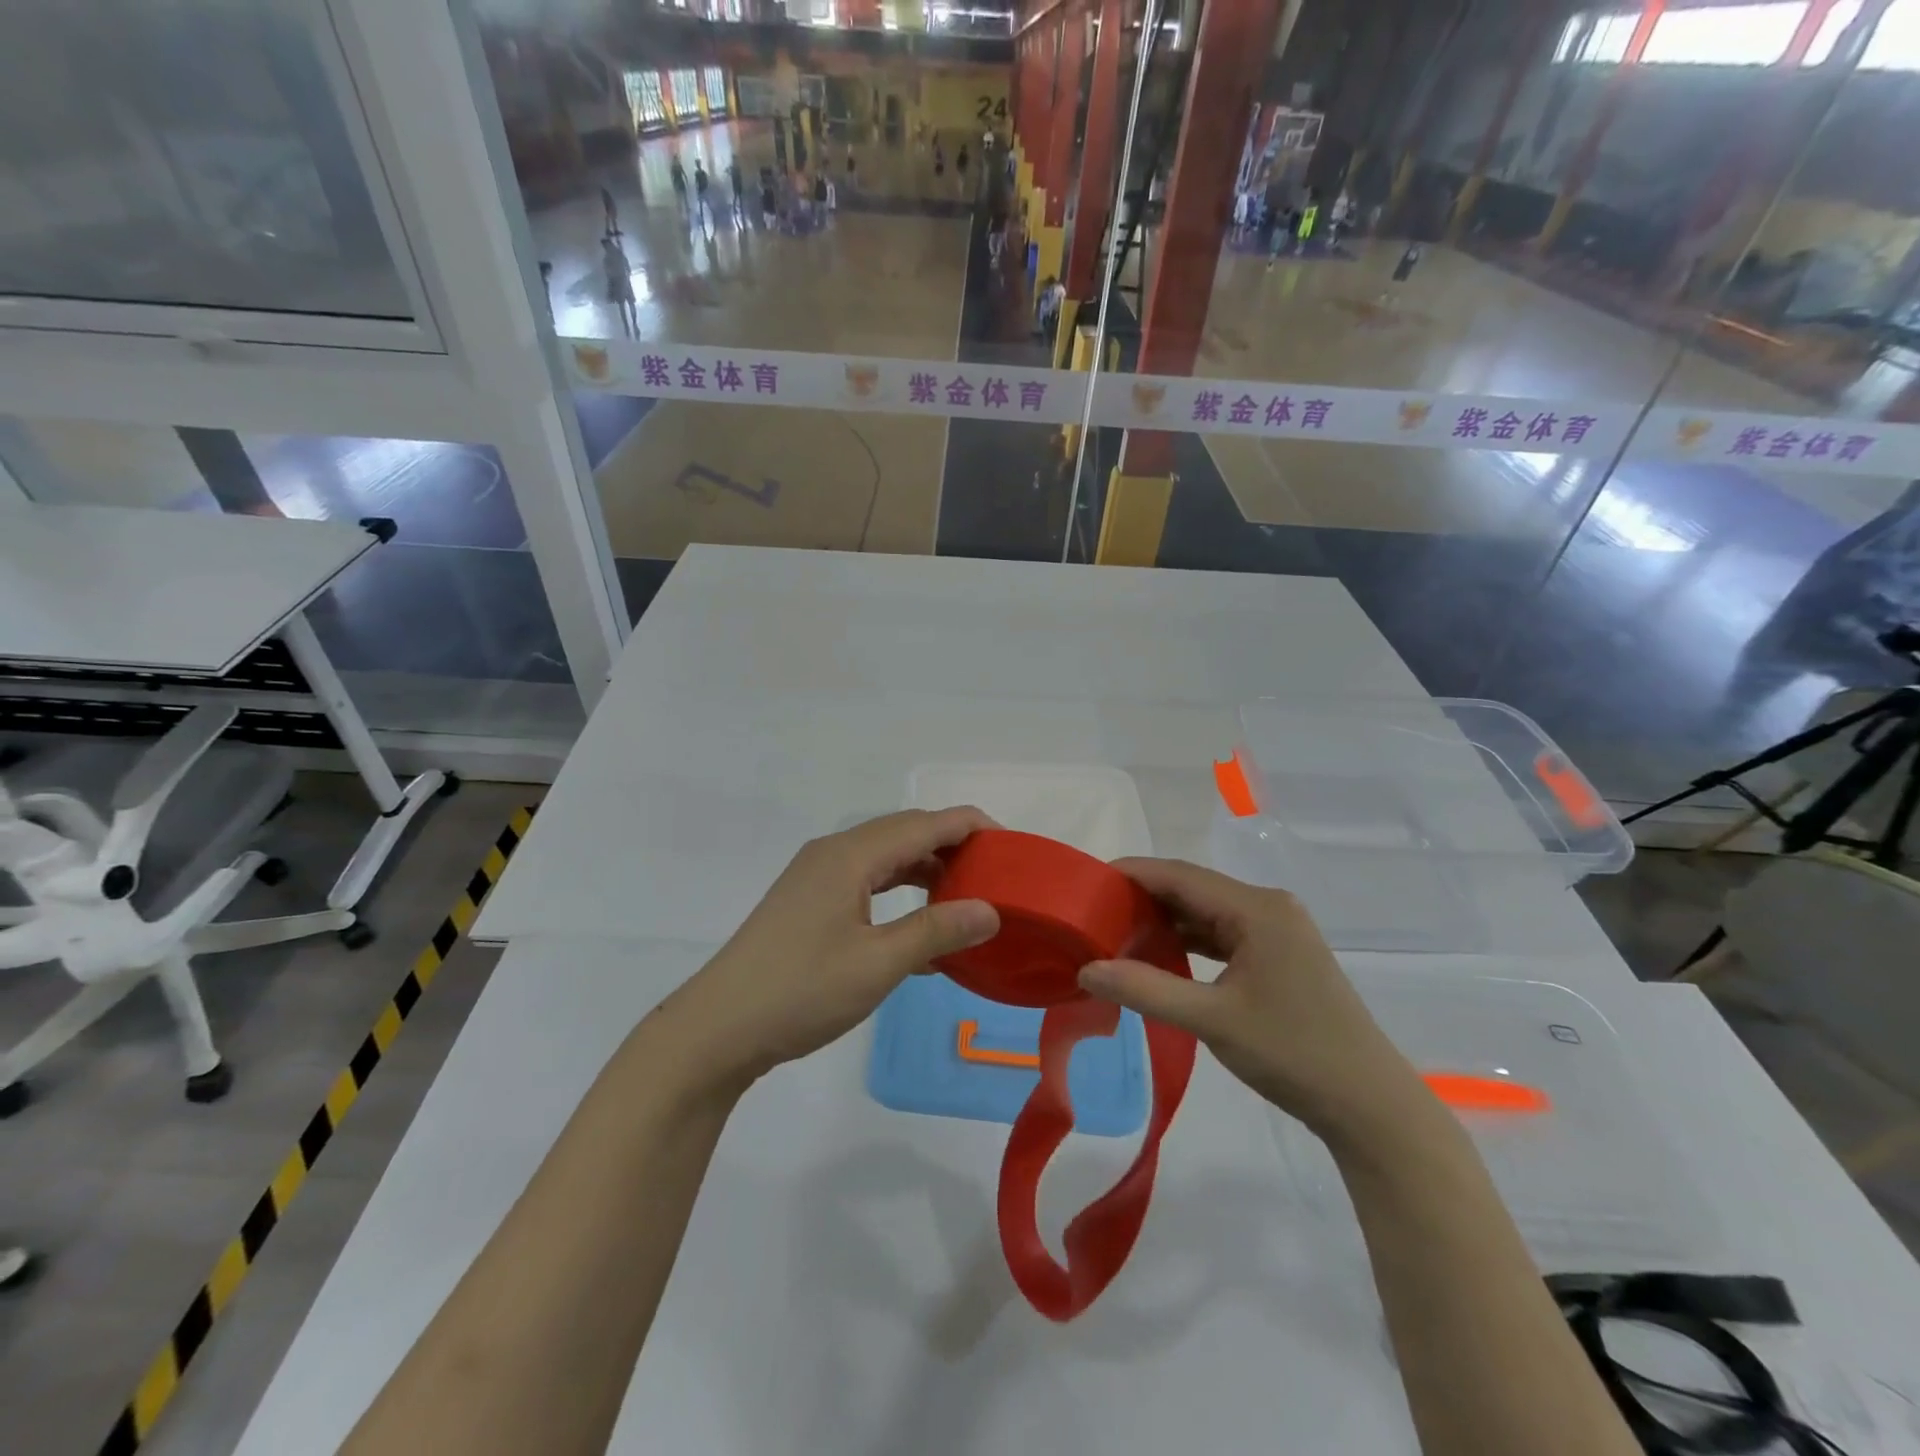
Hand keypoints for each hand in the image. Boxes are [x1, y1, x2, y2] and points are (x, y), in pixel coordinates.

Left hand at [659, 808, 1000, 1086]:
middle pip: (904, 833)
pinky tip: (920, 928)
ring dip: (926, 869)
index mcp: (850, 856)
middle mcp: (833, 854)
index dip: (971, 826)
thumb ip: (936, 932)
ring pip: (885, 858)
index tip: (1012, 847)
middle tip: (995, 873)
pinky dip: (899, 893)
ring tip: (966, 896)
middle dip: (952, 845)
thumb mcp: (877, 964)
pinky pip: (866, 882)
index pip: (924, 823)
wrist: (718, 1029)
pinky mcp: (808, 902)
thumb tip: (990, 910)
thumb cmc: (801, 992)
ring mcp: (816, 877)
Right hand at [1079, 859, 1420, 1135]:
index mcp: (1257, 908)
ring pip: (1206, 912)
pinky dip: (1188, 942)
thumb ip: (1146, 989)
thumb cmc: (1293, 1053)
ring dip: (1164, 921)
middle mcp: (1268, 907)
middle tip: (1094, 914)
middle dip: (1142, 899)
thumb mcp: (1213, 1020)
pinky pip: (1222, 934)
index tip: (1086, 884)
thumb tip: (1086, 970)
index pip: (1179, 875)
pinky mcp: (1278, 955)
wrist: (1369, 1105)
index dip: (1131, 874)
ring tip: (1116, 934)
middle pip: (1192, 889)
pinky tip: (1159, 955)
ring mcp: (1276, 931)